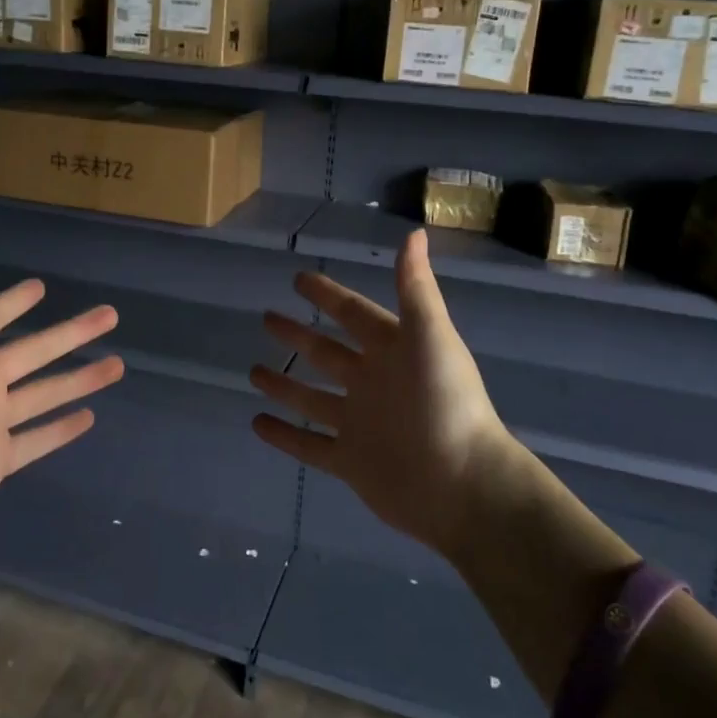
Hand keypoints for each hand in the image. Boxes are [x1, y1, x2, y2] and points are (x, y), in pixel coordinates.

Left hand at [0, 239, 123, 556]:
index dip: (14, 302)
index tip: (42, 287)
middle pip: (33, 351)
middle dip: (71, 333)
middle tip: (110, 315)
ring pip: (43, 394)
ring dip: (79, 379)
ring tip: (118, 365)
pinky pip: (35, 440)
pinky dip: (60, 429)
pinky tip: (91, 416)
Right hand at [249, 229, 519, 557]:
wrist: (462, 485)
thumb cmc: (446, 403)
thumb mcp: (430, 336)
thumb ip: (415, 288)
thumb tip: (414, 232)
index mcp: (394, 351)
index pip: (354, 314)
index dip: (328, 296)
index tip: (298, 279)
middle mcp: (374, 383)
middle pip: (328, 353)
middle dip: (299, 336)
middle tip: (267, 318)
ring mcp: (360, 424)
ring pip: (313, 399)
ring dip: (285, 386)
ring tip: (254, 371)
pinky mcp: (350, 462)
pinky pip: (309, 445)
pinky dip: (284, 436)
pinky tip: (256, 423)